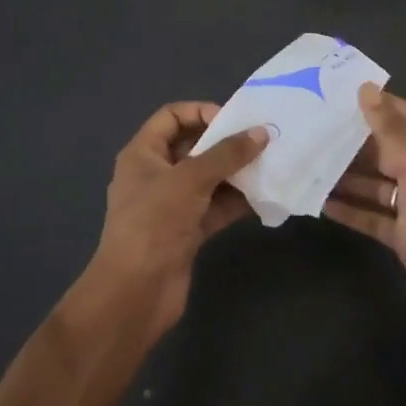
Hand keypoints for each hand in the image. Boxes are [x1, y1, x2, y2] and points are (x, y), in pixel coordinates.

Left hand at [89, 102, 268, 335]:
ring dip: (237, 172)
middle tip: (262, 141)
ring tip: (271, 164)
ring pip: (209, 178)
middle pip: (194, 146)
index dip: (201, 111)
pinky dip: (237, 201)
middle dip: (226, 143)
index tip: (234, 120)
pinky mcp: (187, 231)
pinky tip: (264, 196)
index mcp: (143, 154)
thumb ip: (227, 154)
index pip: (172, 116)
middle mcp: (156, 174)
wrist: (135, 293)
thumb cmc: (154, 223)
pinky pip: (216, 207)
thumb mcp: (191, 179)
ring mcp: (172, 205)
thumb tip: (262, 133)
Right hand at [325, 85, 405, 356]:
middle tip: (309, 128)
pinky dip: (348, 209)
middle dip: (351, 140)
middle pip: (382, 150)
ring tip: (305, 162)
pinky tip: (318, 203)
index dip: (377, 103)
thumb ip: (392, 131)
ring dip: (343, 175)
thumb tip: (367, 88)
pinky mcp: (400, 237)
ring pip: (371, 183)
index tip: (338, 93)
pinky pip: (369, 216)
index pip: (402, 117)